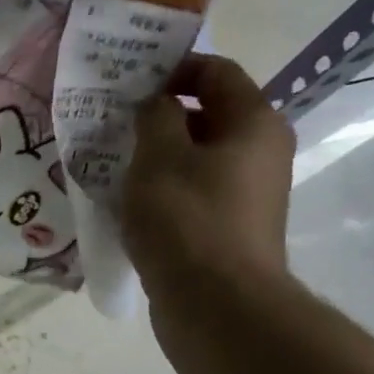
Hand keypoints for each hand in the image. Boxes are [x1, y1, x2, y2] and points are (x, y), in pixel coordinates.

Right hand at [122, 53, 294, 314]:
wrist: (217, 305)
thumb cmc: (187, 219)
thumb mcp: (159, 156)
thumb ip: (155, 117)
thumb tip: (158, 105)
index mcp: (254, 123)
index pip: (216, 72)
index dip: (172, 68)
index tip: (129, 82)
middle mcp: (261, 153)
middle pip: (208, 117)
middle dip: (159, 118)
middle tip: (113, 125)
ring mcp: (247, 196)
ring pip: (197, 161)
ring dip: (157, 158)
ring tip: (112, 166)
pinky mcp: (229, 230)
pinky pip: (193, 196)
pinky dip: (163, 193)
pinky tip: (128, 206)